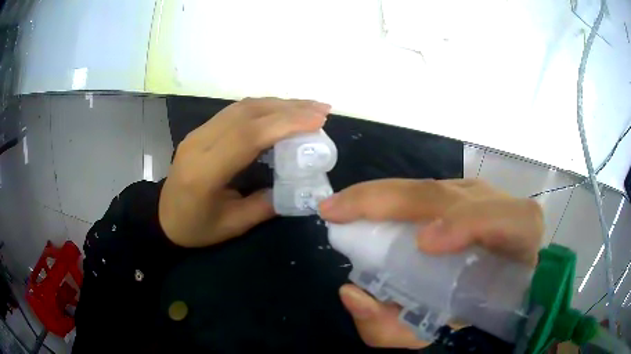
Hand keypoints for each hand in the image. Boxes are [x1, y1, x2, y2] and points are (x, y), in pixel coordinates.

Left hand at [159, 97, 329, 246]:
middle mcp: (199, 143)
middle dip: (289, 108)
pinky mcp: (202, 130)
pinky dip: (265, 108)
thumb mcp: (233, 226)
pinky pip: (236, 111)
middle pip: (247, 114)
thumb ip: (265, 204)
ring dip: (279, 104)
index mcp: (204, 172)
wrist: (162, 217)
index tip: (318, 120)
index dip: (284, 123)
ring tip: (310, 108)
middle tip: (322, 110)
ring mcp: (198, 132)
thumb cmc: (195, 228)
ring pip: (242, 107)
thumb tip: (297, 184)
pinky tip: (283, 111)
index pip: (247, 136)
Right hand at [318, 179, 543, 348]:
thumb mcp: (432, 329)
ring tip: (344, 208)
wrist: (493, 284)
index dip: (469, 225)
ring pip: (433, 188)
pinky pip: (427, 189)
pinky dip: (392, 196)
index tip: (423, 244)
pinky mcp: (463, 191)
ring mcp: (481, 194)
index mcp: (514, 244)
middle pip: (450, 196)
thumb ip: (392, 327)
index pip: (505, 222)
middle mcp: (499, 208)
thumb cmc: (465, 308)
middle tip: (335, 212)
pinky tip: (366, 205)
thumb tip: (352, 294)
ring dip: (384, 196)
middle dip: (390, 200)